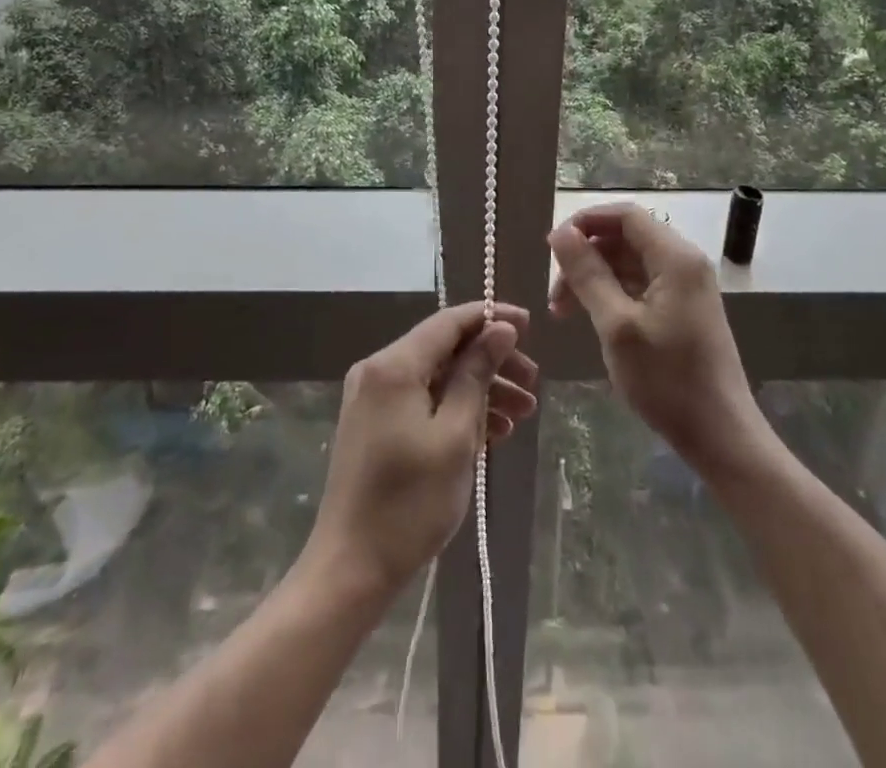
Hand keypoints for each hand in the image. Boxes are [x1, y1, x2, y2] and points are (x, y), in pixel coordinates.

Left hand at [305, 302, 538, 595]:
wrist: (352, 569)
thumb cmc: (409, 502)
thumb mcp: (455, 435)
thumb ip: (477, 374)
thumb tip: (500, 328)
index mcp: (394, 365)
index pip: (449, 322)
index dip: (491, 318)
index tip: (530, 325)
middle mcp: (379, 370)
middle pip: (445, 349)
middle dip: (492, 362)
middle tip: (533, 384)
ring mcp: (374, 398)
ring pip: (438, 377)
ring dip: (480, 390)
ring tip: (522, 414)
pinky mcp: (376, 424)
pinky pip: (423, 401)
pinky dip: (456, 410)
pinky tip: (492, 432)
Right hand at [549, 204, 761, 472]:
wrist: (720, 436)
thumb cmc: (667, 380)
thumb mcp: (617, 325)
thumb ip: (587, 274)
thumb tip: (559, 233)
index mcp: (675, 257)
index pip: (625, 215)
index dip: (585, 222)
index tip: (551, 248)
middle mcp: (683, 262)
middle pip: (624, 238)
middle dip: (585, 257)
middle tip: (554, 293)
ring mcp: (685, 287)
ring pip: (628, 263)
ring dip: (594, 278)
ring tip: (563, 312)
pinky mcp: (682, 309)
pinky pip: (639, 285)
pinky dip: (610, 295)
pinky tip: (590, 319)